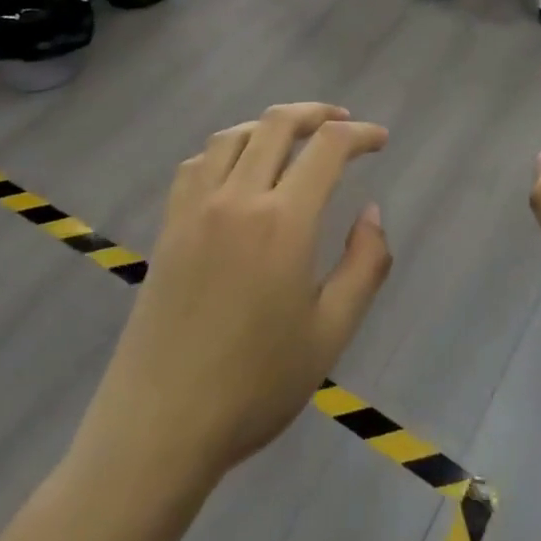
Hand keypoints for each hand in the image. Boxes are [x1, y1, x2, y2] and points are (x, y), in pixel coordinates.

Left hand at [76, 103, 391, 486]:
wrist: (160, 427)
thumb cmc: (255, 385)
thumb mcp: (331, 332)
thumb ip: (365, 264)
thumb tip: (371, 212)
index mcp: (283, 221)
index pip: (327, 148)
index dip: (359, 134)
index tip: (379, 140)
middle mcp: (237, 198)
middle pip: (277, 124)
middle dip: (316, 113)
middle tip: (343, 123)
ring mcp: (195, 209)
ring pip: (233, 136)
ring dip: (269, 125)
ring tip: (293, 138)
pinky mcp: (169, 227)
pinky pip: (196, 163)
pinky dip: (225, 149)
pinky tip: (236, 169)